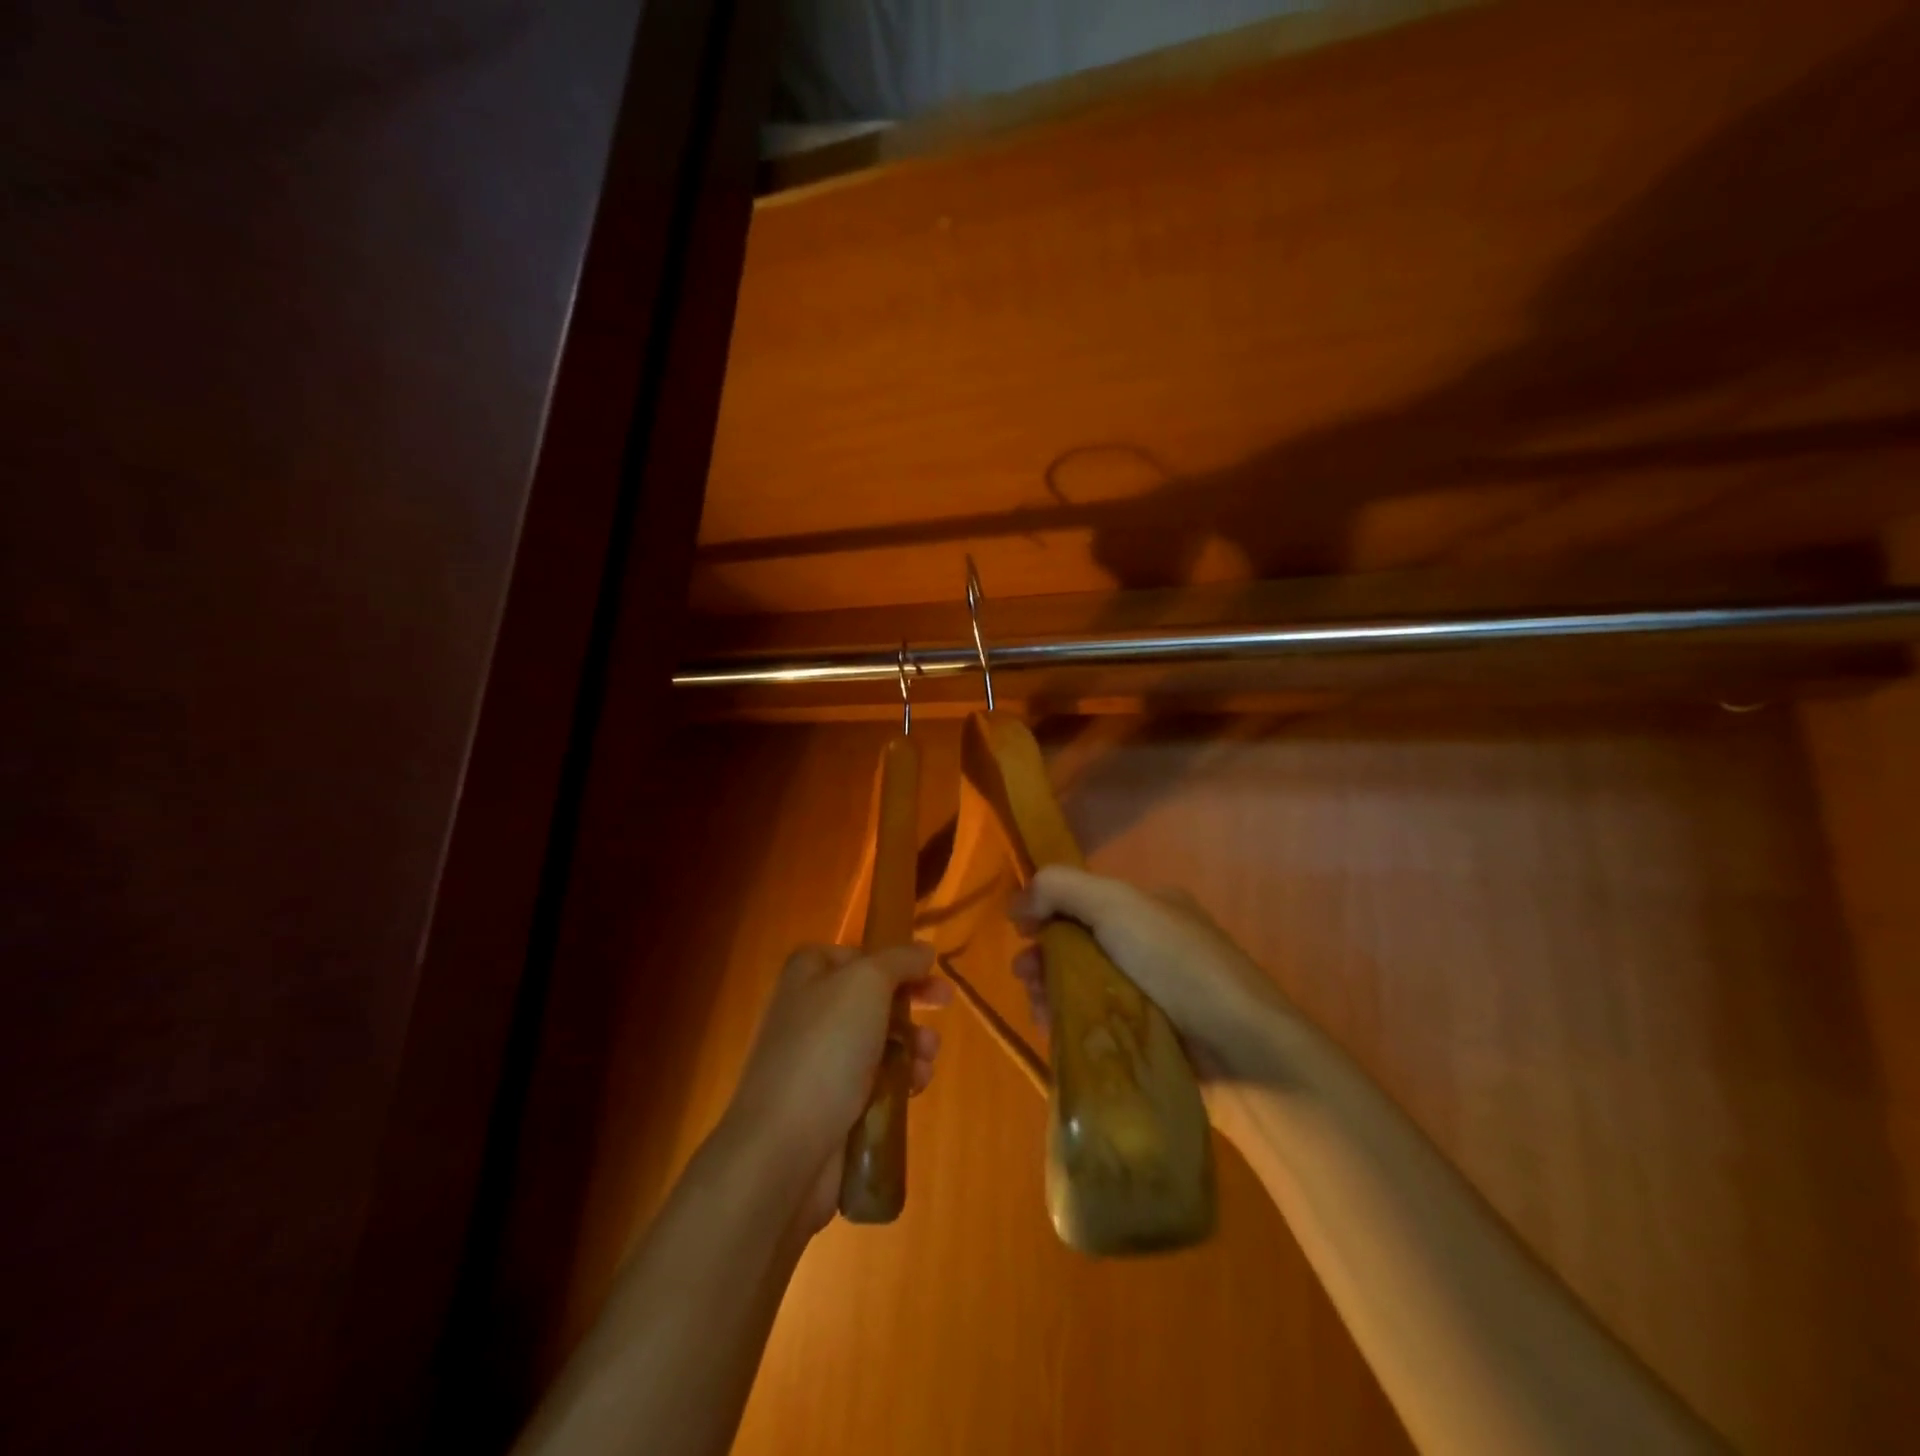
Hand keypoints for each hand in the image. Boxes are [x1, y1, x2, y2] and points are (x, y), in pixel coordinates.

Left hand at [724, 942, 950, 1233]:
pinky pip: (874, 1080)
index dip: (896, 961)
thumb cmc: (826, 1049)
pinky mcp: (829, 1102)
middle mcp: (808, 1010)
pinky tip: (915, 1087)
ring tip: (927, 1058)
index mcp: (808, 973)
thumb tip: (922, 950)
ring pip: (878, 1039)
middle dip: (911, 1003)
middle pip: (873, 997)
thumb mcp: (867, 984)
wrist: (784, 1146)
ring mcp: (817, 1059)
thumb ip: (899, 960)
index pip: (858, 954)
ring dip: (912, 1043)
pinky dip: (899, 1079)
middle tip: (945, 1004)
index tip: (930, 971)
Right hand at [1007, 865, 1288, 1082]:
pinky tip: (1056, 1033)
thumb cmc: (1176, 964)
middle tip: (1026, 979)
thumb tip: (1017, 902)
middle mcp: (1152, 945)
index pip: (1084, 903)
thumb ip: (1060, 888)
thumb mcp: (1116, 903)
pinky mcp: (1153, 1038)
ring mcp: (1154, 994)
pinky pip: (1099, 1024)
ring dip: (1051, 993)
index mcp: (1150, 907)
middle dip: (1044, 960)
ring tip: (1038, 1011)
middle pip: (1079, 947)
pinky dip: (1073, 1024)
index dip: (1047, 914)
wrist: (1241, 1048)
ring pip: (1084, 988)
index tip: (1022, 935)